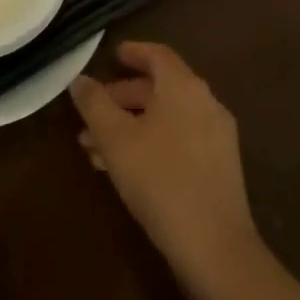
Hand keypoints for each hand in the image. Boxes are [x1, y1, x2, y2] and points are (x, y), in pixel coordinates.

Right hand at [71, 42, 263, 290]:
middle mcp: (206, 104)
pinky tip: (123, 169)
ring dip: (131, 125)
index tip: (111, 56)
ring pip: (166, 118)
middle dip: (121, 98)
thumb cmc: (160, 179)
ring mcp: (217, 137)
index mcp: (184, 88)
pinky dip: (150, 142)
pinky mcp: (219, 168)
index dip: (133, 52)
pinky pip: (178, 140)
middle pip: (159, 88)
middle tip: (90, 114)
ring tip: (94, 149)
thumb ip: (94, 103)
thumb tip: (80, 80)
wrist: (215, 247)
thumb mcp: (115, 138)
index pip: (158, 55)